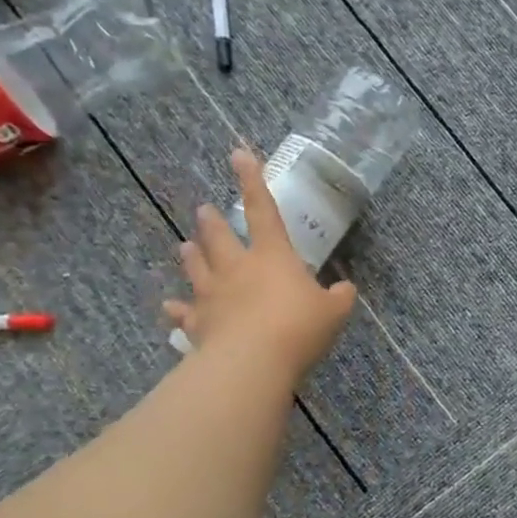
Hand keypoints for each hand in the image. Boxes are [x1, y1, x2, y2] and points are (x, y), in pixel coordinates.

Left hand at [164, 149, 356, 378]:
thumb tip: (345, 288)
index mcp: (272, 256)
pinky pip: (185, 313)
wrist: (252, 363)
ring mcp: (212, 295)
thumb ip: (340, 296)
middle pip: (219, 237)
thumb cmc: (298, 328)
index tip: (238, 154)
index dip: (252, 181)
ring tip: (185, 246)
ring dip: (191, 256)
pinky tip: (171, 307)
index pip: (262, 210)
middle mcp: (237, 268)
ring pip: (197, 268)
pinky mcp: (198, 324)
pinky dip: (178, 310)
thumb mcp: (335, 312)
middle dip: (212, 222)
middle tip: (204, 211)